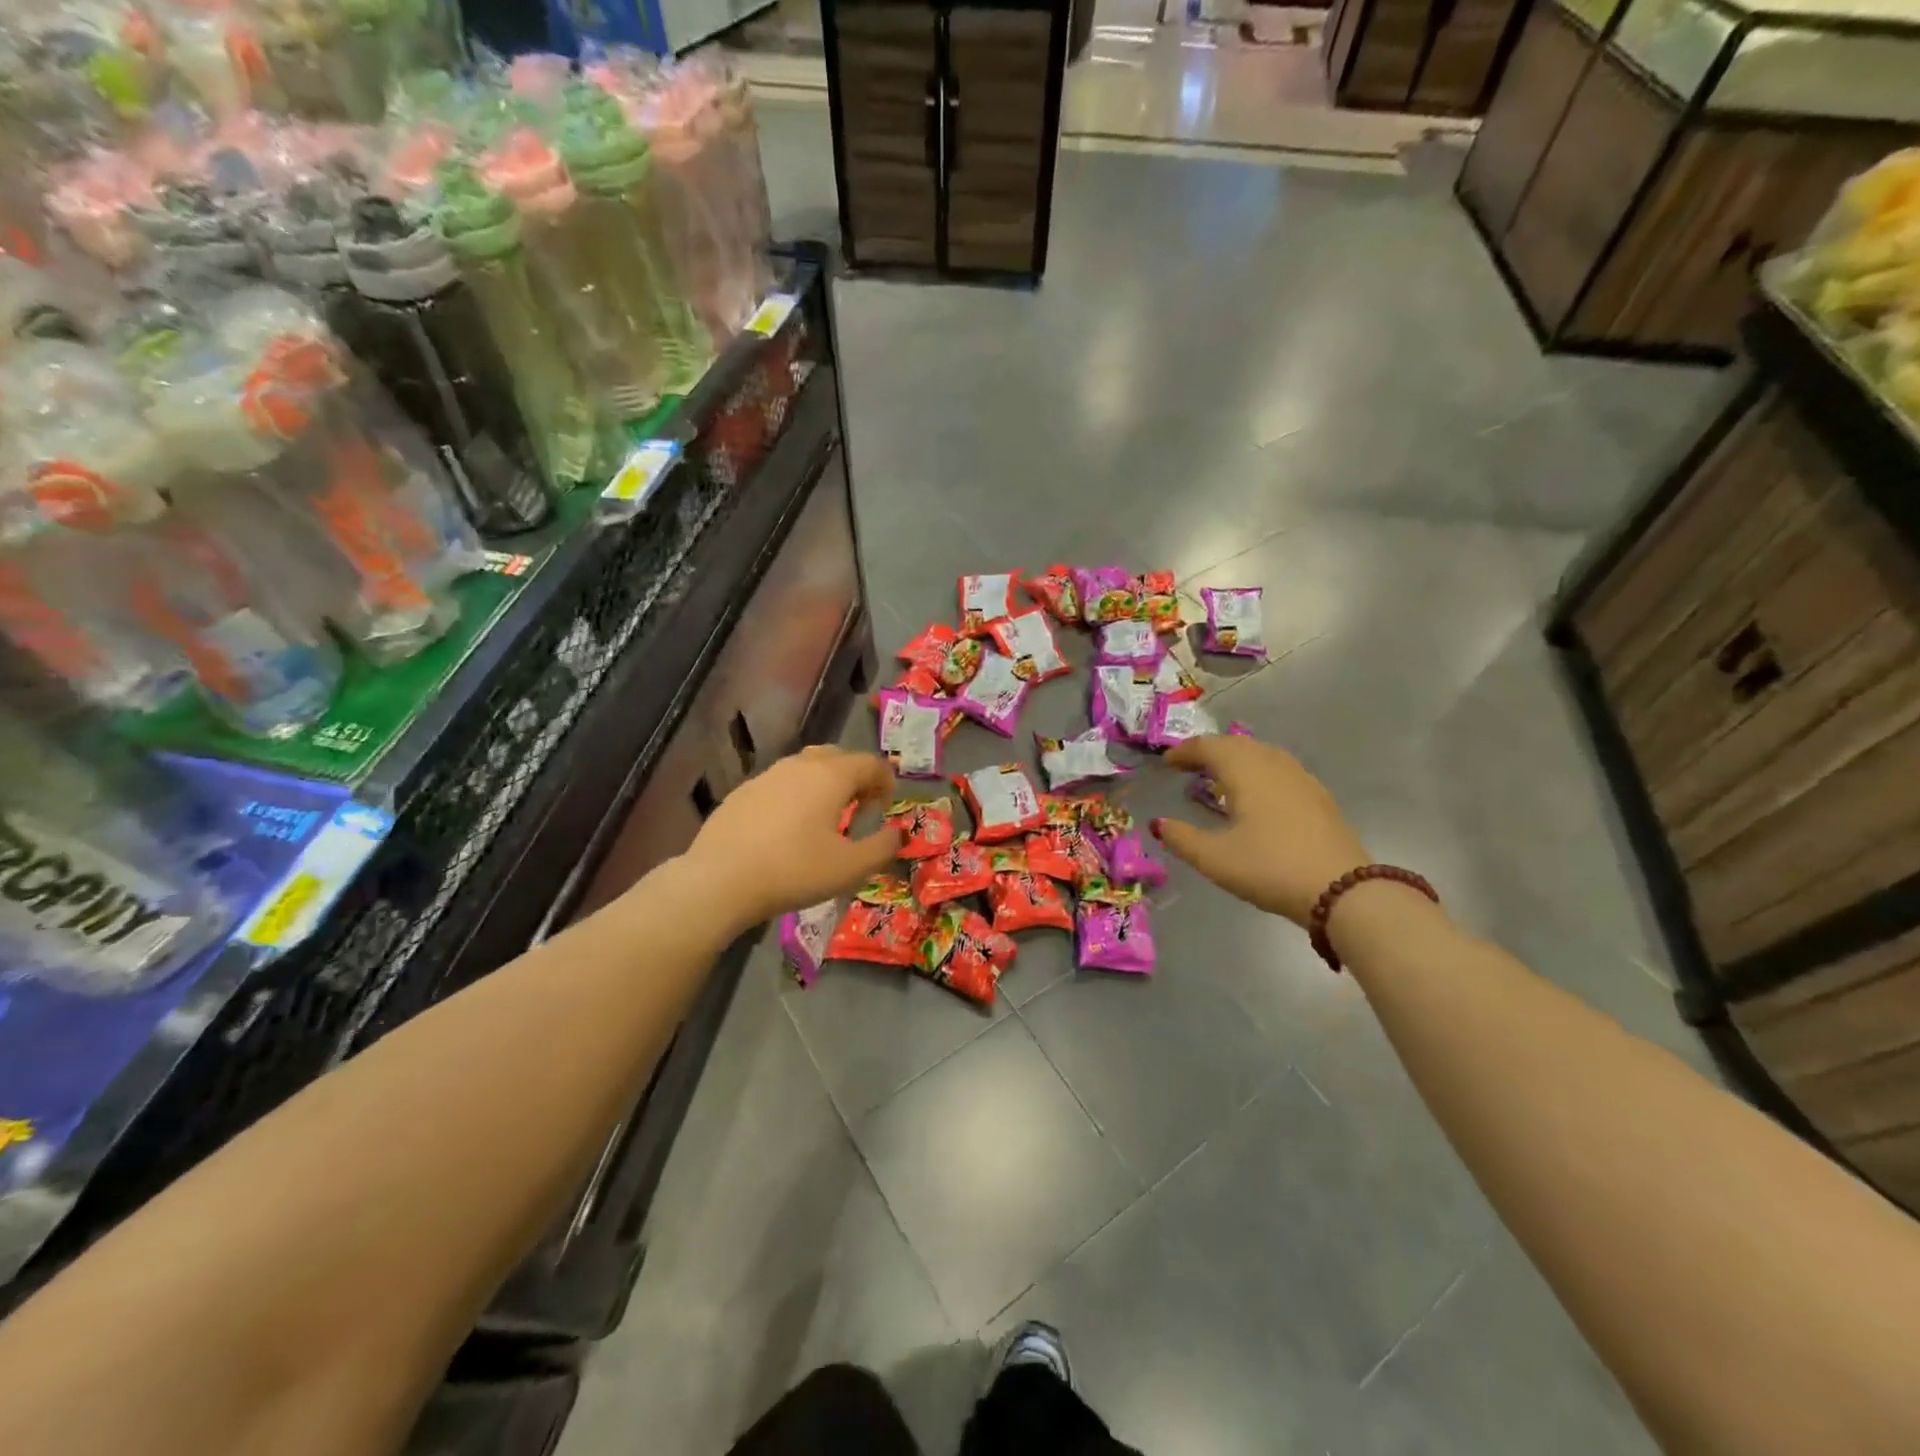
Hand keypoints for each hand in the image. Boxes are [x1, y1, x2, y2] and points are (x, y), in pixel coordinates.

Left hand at [683, 745, 901, 925]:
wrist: (720, 880)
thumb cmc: (795, 870)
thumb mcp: (851, 868)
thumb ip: (882, 848)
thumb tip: (896, 833)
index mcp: (831, 776)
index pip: (869, 763)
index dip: (885, 780)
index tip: (887, 803)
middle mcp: (799, 766)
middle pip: (836, 757)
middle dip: (854, 776)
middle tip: (860, 806)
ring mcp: (766, 776)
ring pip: (805, 768)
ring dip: (823, 784)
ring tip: (825, 817)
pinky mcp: (741, 793)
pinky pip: (779, 785)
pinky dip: (795, 796)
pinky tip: (788, 828)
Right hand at [1153, 735, 1368, 925]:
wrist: (1343, 891)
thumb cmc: (1269, 868)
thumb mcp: (1214, 858)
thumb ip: (1181, 838)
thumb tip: (1158, 824)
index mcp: (1245, 770)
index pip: (1208, 747)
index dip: (1184, 752)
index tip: (1167, 763)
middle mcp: (1273, 763)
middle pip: (1235, 745)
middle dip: (1209, 752)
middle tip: (1188, 767)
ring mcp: (1300, 778)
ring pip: (1260, 754)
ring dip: (1235, 760)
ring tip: (1218, 779)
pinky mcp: (1318, 796)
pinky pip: (1278, 769)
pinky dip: (1257, 772)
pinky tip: (1255, 796)